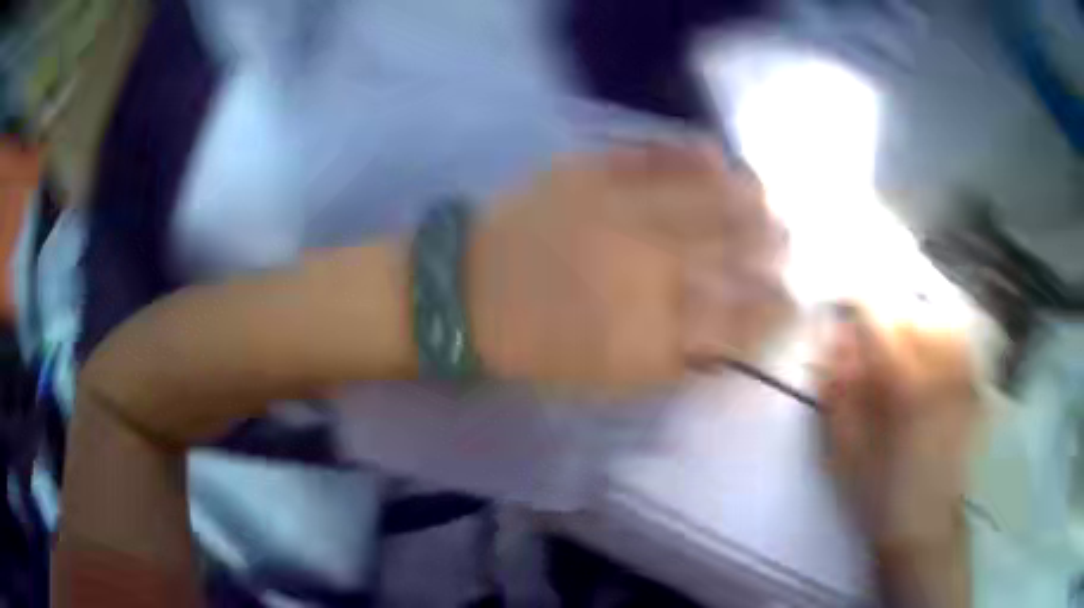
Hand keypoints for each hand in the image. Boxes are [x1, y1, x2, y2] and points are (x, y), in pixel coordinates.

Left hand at [468, 144, 791, 392]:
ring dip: (745, 197)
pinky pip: (649, 156)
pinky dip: (687, 153)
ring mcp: (618, 212)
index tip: (792, 301)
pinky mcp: (587, 174)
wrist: (467, 294)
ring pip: (703, 198)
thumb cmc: (536, 348)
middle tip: (787, 241)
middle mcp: (646, 268)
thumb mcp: (608, 380)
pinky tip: (713, 154)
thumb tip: (725, 343)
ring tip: (764, 196)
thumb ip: (672, 362)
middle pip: (731, 251)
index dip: (773, 311)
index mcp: (651, 332)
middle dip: (770, 246)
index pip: (737, 321)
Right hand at [817, 307, 976, 606]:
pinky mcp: (974, 384)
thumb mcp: (843, 448)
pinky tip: (930, 351)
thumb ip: (838, 388)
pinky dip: (943, 330)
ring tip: (900, 343)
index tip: (841, 309)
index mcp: (905, 383)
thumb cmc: (879, 490)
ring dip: (915, 319)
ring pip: (939, 315)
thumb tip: (835, 335)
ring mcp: (963, 373)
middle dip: (885, 314)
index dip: (856, 302)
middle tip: (870, 338)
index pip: (879, 314)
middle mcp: (941, 367)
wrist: (925, 522)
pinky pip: (961, 336)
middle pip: (911, 308)